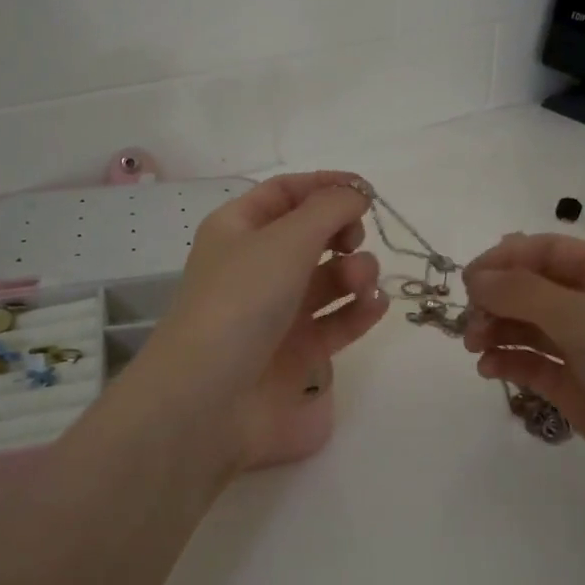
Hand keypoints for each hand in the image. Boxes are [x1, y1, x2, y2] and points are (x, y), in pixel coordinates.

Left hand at [114, 172, 387, 476]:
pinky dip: (358, 310)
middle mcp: (257, 267)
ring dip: (355, 272)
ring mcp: (277, 312)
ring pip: (328, 279)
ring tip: (362, 283)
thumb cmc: (241, 301)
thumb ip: (330, 208)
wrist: (209, 398)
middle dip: (342, 232)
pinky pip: (336, 321)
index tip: (366, 191)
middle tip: (354, 241)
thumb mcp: (286, 239)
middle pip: (311, 235)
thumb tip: (357, 193)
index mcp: (238, 230)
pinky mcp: (298, 353)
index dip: (325, 186)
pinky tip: (374, 305)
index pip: (285, 193)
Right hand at [461, 233, 584, 535]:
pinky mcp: (581, 390)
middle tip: (470, 324)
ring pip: (530, 326)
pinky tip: (488, 369)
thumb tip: (476, 278)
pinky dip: (509, 361)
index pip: (546, 250)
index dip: (503, 259)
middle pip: (533, 287)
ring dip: (497, 329)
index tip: (466, 282)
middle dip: (497, 299)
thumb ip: (525, 293)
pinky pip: (536, 364)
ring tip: (474, 348)